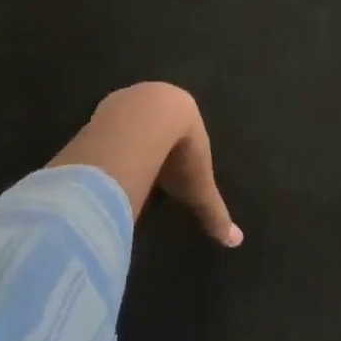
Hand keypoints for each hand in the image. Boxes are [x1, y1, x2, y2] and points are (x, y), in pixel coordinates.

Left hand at [49, 83, 241, 245]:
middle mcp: (158, 99)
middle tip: (150, 167)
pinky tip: (105, 159)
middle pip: (157, 123)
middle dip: (155, 142)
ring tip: (126, 165)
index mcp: (186, 112)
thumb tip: (236, 242)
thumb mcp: (198, 187)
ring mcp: (128, 100)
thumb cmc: (179, 152)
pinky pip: (108, 125)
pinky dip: (109, 140)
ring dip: (129, 139)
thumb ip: (214, 213)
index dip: (183, 147)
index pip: (186, 129)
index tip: (177, 166)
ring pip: (130, 121)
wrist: (143, 122)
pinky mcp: (104, 107)